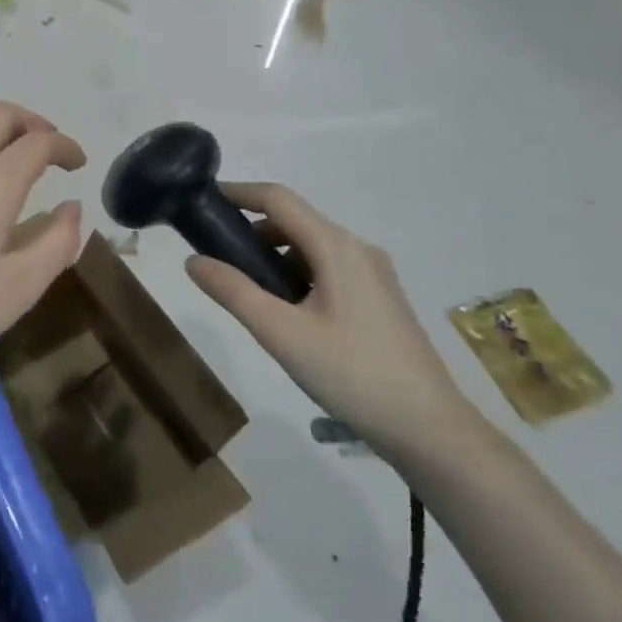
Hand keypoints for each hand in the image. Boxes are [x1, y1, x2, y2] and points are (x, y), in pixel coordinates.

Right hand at [185, 183, 474, 458]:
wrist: (428, 428)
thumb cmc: (351, 374)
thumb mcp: (281, 333)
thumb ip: (234, 292)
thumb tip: (193, 260)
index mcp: (336, 247)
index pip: (279, 199)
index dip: (239, 193)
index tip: (203, 200)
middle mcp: (357, 249)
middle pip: (295, 221)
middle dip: (252, 231)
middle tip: (217, 257)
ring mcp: (373, 274)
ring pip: (311, 248)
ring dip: (274, 255)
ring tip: (247, 291)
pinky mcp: (379, 298)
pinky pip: (328, 269)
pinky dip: (297, 274)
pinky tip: (285, 312)